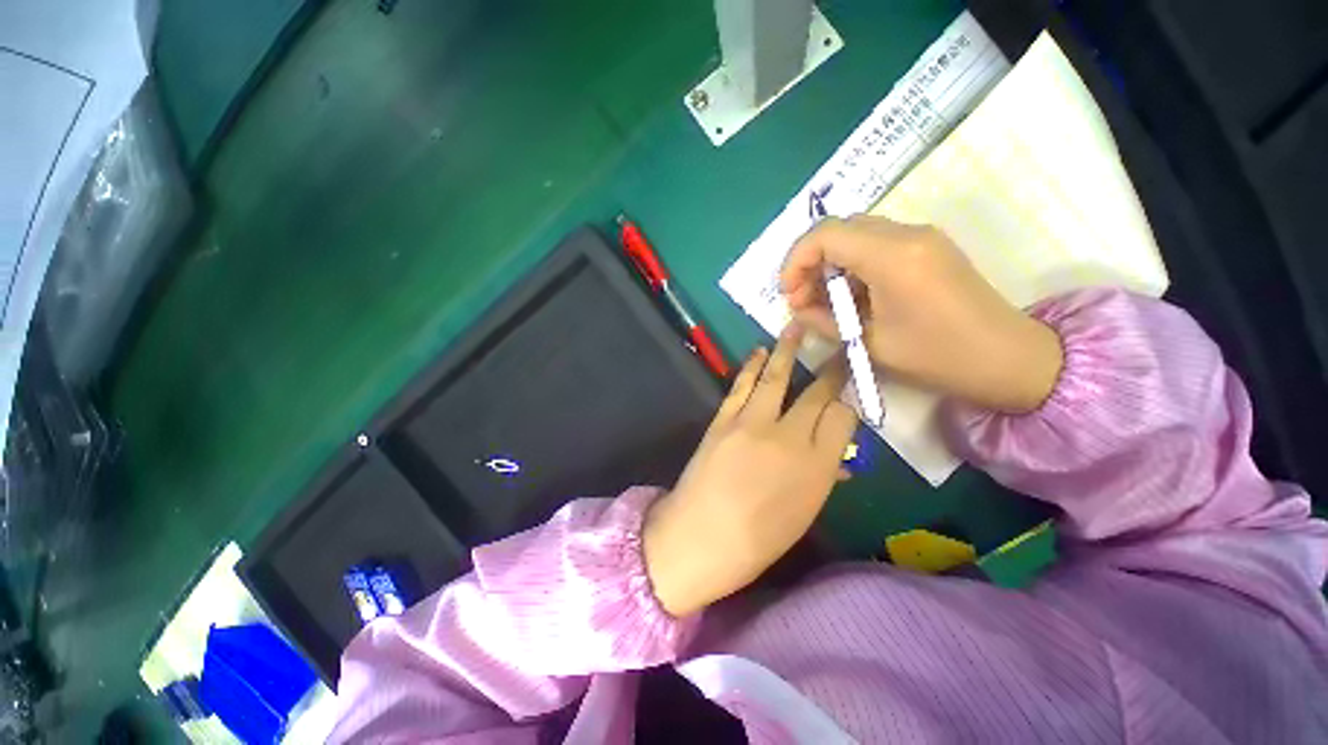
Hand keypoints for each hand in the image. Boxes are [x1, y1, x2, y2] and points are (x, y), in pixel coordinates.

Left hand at [643, 326, 856, 617]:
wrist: (700, 538)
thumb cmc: (758, 540)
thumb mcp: (803, 513)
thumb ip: (822, 477)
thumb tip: (837, 459)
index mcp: (819, 467)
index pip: (844, 418)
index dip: (849, 399)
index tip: (851, 385)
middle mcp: (790, 437)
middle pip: (817, 393)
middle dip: (831, 368)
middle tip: (840, 345)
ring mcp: (753, 423)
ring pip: (778, 378)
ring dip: (789, 349)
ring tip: (796, 326)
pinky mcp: (724, 419)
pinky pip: (743, 385)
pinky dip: (752, 366)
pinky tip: (760, 351)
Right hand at [781, 215, 1062, 412]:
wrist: (1009, 359)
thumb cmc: (939, 356)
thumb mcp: (870, 344)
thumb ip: (825, 322)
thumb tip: (798, 311)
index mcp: (893, 256)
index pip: (825, 234)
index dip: (796, 260)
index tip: (788, 293)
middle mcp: (907, 234)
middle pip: (839, 229)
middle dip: (810, 261)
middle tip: (802, 299)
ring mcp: (921, 238)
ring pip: (856, 235)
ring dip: (830, 264)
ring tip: (822, 301)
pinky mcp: (928, 248)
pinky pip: (876, 245)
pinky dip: (852, 266)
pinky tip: (850, 297)